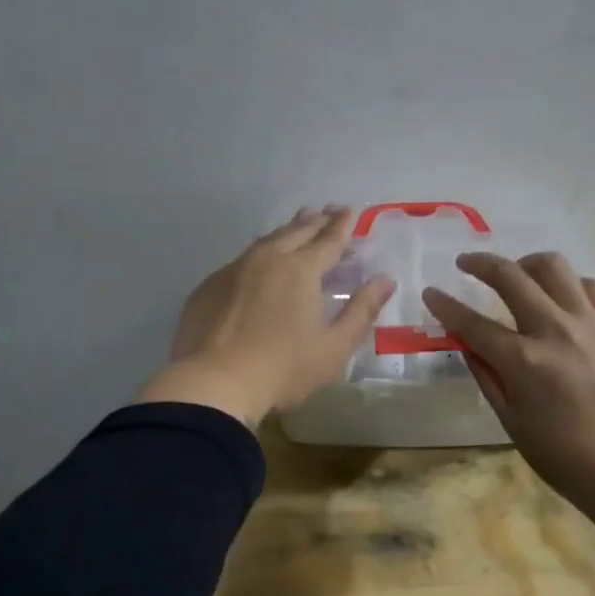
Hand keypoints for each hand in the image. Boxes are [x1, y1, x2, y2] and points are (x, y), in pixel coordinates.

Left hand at [136, 207, 395, 424]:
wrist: (213, 384)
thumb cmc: (283, 369)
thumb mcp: (334, 346)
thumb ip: (362, 310)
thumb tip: (385, 280)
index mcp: (301, 270)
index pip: (328, 239)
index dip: (342, 225)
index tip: (350, 211)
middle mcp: (267, 259)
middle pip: (296, 231)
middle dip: (316, 220)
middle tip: (328, 211)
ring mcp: (233, 270)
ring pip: (266, 241)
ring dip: (287, 231)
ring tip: (298, 223)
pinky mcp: (209, 287)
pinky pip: (241, 261)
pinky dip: (259, 255)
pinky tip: (259, 264)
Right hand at [424, 253, 594, 505]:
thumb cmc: (563, 456)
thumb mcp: (511, 421)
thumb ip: (486, 376)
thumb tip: (466, 344)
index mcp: (523, 361)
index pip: (472, 323)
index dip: (445, 305)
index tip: (431, 292)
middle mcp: (555, 330)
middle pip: (510, 276)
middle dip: (480, 263)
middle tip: (466, 263)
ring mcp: (591, 323)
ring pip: (555, 267)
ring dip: (528, 263)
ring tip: (519, 273)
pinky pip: (594, 285)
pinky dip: (572, 284)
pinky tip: (564, 296)